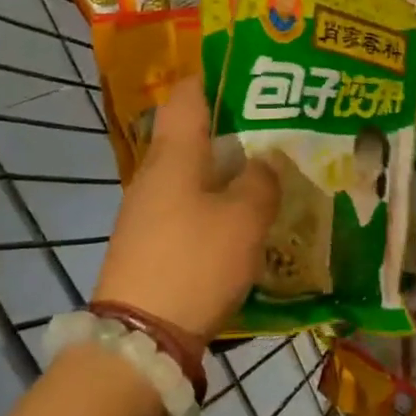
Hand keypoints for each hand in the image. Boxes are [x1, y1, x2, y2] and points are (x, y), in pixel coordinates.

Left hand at [94, 83, 280, 344]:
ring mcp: (147, 208)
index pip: (188, 92)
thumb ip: (261, 182)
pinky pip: (187, 203)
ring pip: (191, 170)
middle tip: (276, 126)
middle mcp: (155, 172)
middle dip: (232, 125)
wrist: (139, 340)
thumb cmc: (195, 261)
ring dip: (225, 167)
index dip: (216, 75)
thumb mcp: (244, 218)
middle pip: (192, 132)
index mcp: (175, 153)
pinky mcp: (149, 241)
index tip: (252, 75)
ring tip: (268, 170)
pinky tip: (243, 216)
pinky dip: (214, 199)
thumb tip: (264, 163)